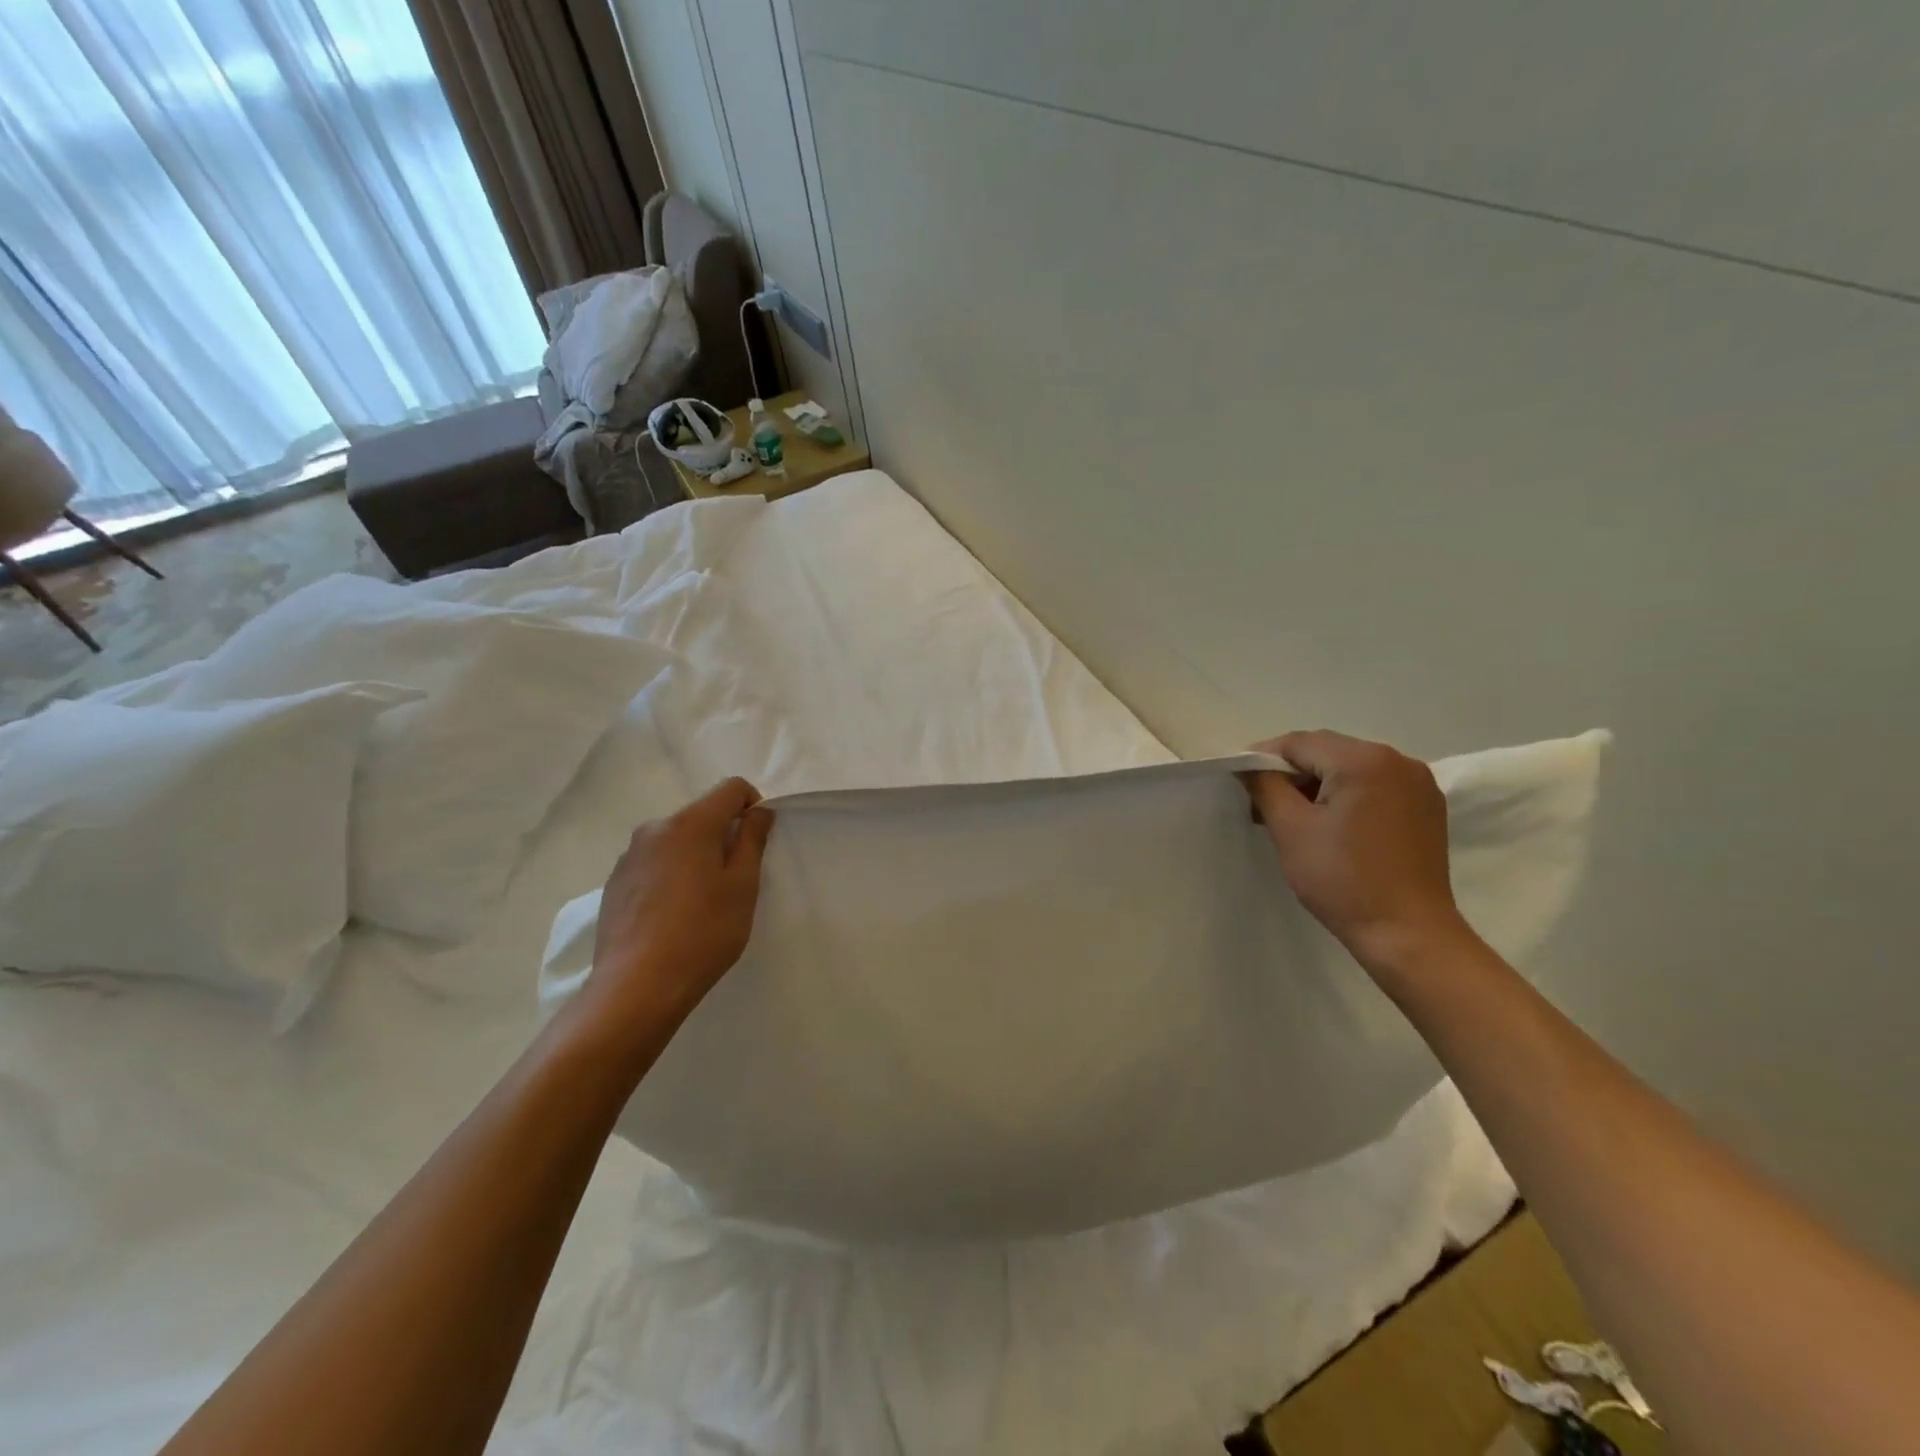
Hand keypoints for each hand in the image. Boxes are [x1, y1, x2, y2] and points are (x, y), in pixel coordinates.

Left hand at [577, 778, 774, 1048]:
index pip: (731, 788)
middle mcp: (654, 829)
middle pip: (701, 814)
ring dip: (695, 856)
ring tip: (702, 902)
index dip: (753, 805)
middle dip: (723, 835)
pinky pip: (654, 863)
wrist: (636, 987)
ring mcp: (629, 856)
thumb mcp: (742, 886)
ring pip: (676, 840)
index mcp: (690, 824)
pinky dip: (671, 875)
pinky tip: (673, 915)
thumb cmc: (703, 933)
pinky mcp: (614, 883)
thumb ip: (752, 840)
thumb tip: (758, 811)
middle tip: (734, 880)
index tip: (758, 841)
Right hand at [1243, 730, 1473, 975]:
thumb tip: (1248, 765)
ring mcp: (1418, 784)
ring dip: (1318, 785)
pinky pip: (1375, 786)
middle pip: (1327, 752)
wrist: (1408, 934)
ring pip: (1351, 768)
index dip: (1264, 758)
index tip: (1241, 782)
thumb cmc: (1342, 879)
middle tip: (1262, 805)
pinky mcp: (1427, 808)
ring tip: (1295, 819)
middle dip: (1291, 773)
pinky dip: (1347, 796)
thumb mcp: (1290, 829)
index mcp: (1364, 760)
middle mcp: (1398, 761)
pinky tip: (1332, 826)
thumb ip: (1265, 786)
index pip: (1299, 743)